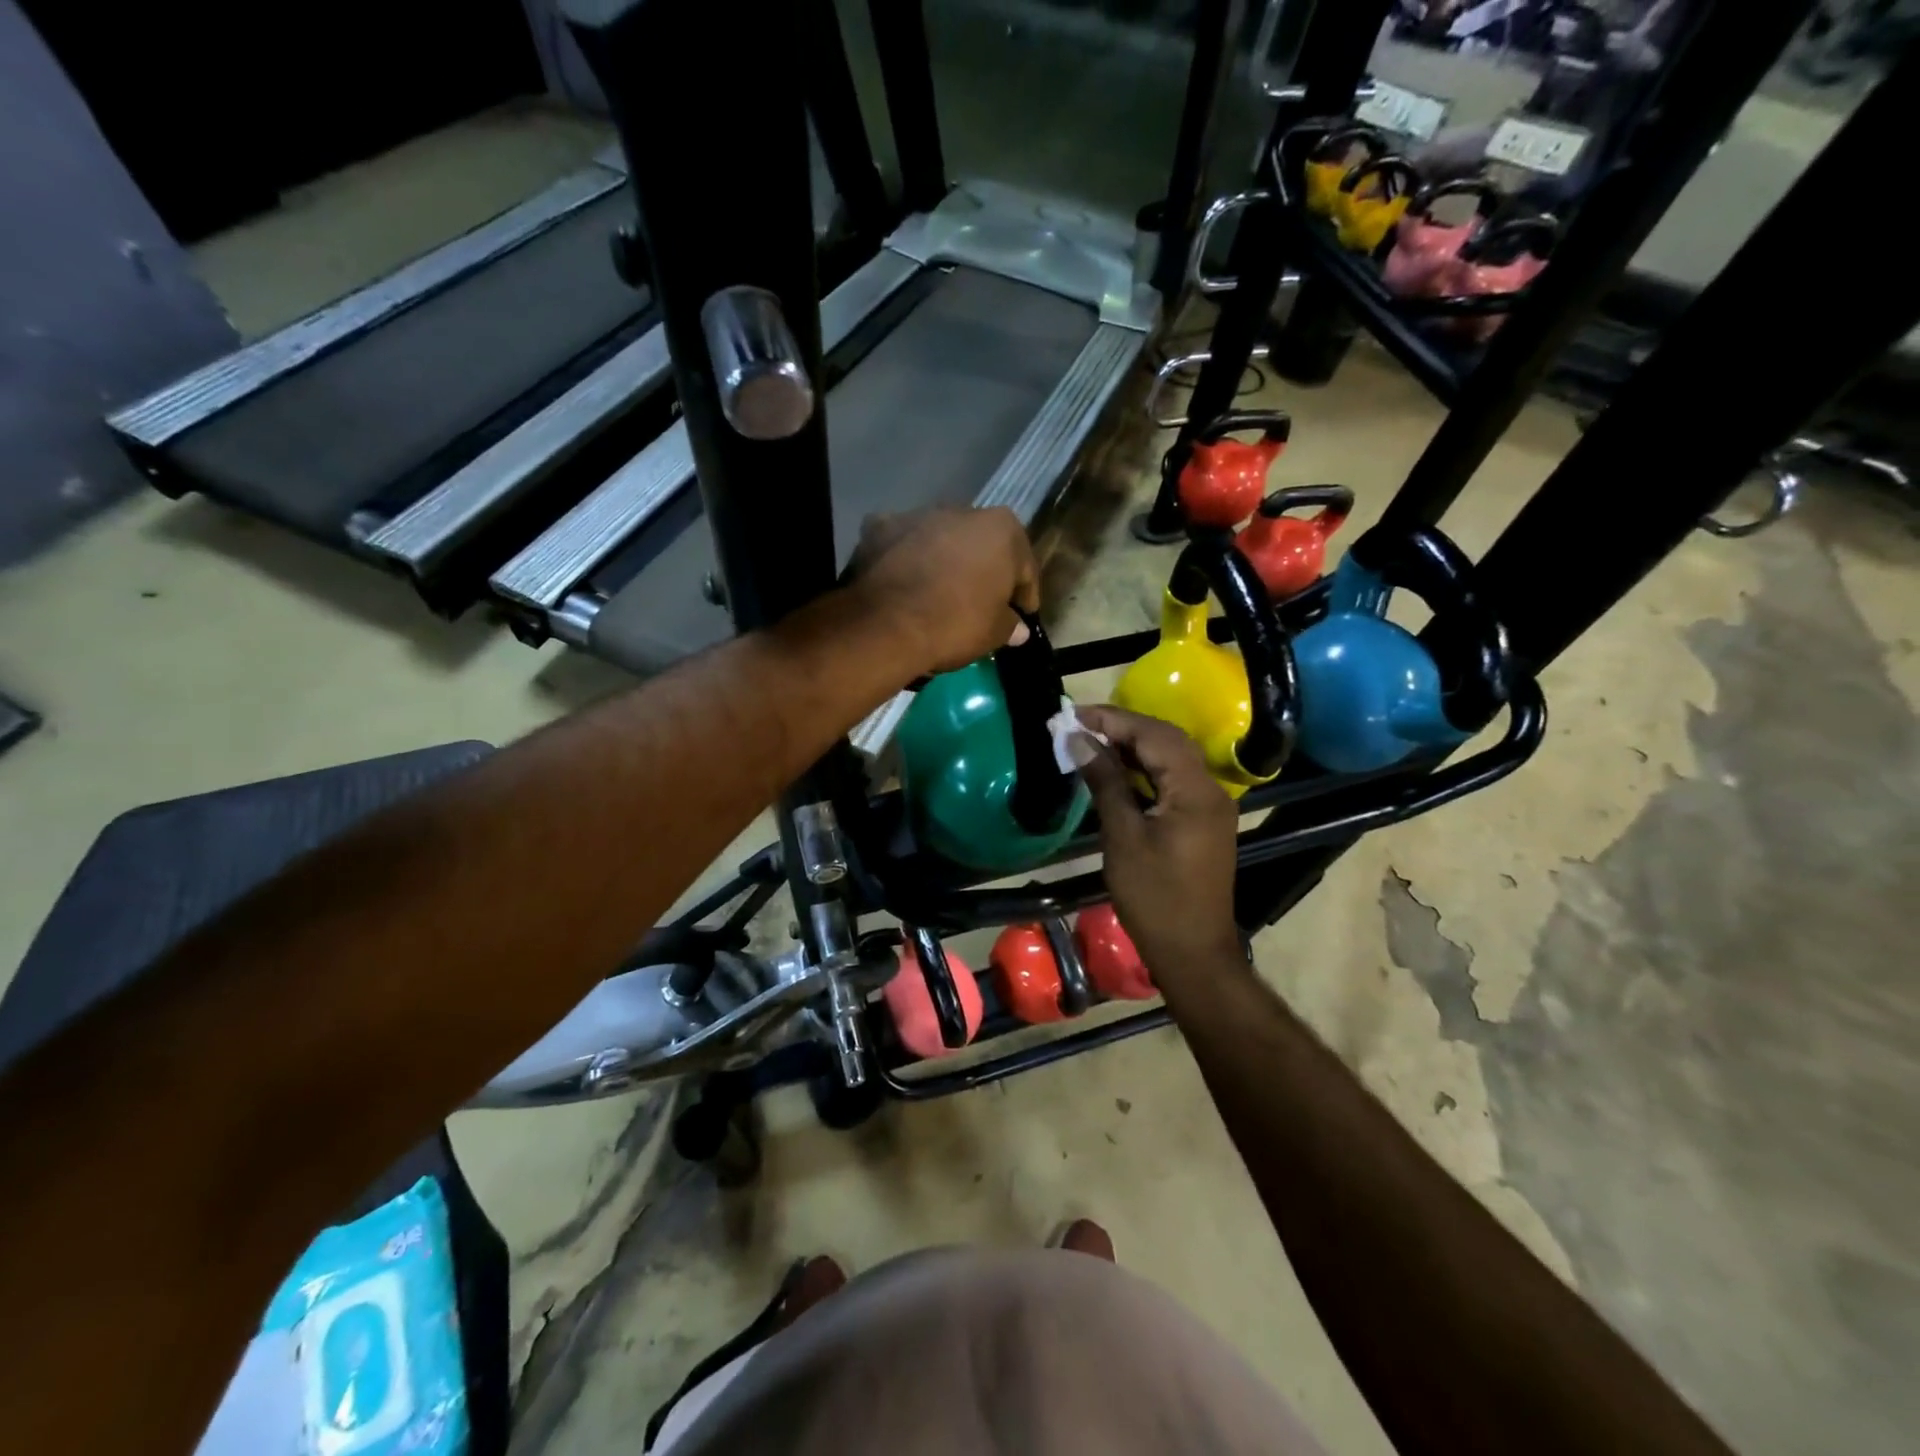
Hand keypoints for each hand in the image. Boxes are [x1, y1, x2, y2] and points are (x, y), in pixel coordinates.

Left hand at [844, 507, 1040, 673]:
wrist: (887, 625)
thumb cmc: (955, 624)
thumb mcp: (994, 633)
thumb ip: (1010, 625)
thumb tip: (1017, 628)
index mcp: (1001, 528)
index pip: (1024, 567)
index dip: (1023, 595)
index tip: (1020, 615)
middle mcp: (961, 510)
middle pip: (980, 546)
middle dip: (981, 570)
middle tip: (979, 604)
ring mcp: (917, 514)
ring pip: (939, 540)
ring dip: (942, 560)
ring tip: (937, 594)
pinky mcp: (879, 527)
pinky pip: (900, 544)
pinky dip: (903, 558)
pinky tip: (902, 582)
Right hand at [1074, 706, 1242, 981]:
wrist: (1192, 952)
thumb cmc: (1154, 898)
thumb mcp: (1123, 837)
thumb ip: (1105, 782)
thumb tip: (1080, 740)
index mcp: (1196, 791)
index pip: (1155, 736)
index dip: (1114, 720)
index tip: (1074, 714)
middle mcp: (1210, 790)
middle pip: (1168, 741)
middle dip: (1124, 727)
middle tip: (1080, 724)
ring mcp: (1210, 806)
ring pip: (1172, 759)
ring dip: (1134, 747)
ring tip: (1092, 741)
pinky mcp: (1202, 822)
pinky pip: (1174, 781)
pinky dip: (1145, 770)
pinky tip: (1117, 770)